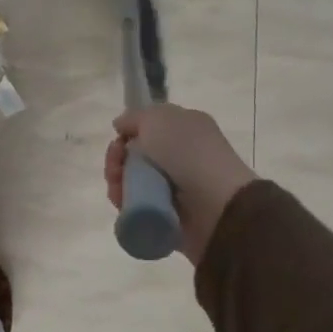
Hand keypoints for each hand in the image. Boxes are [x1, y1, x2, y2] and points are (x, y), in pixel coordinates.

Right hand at [104, 104, 255, 263]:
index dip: (129, 132)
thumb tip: (121, 126)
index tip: (119, 138)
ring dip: (117, 180)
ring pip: (131, 180)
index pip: (148, 128)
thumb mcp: (159, 118)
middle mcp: (180, 156)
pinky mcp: (166, 215)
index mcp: (185, 129)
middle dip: (117, 158)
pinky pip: (135, 205)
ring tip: (117, 186)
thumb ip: (135, 117)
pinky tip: (121, 200)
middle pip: (135, 155)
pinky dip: (124, 202)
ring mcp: (173, 187)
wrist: (216, 205)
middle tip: (116, 165)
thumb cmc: (189, 153)